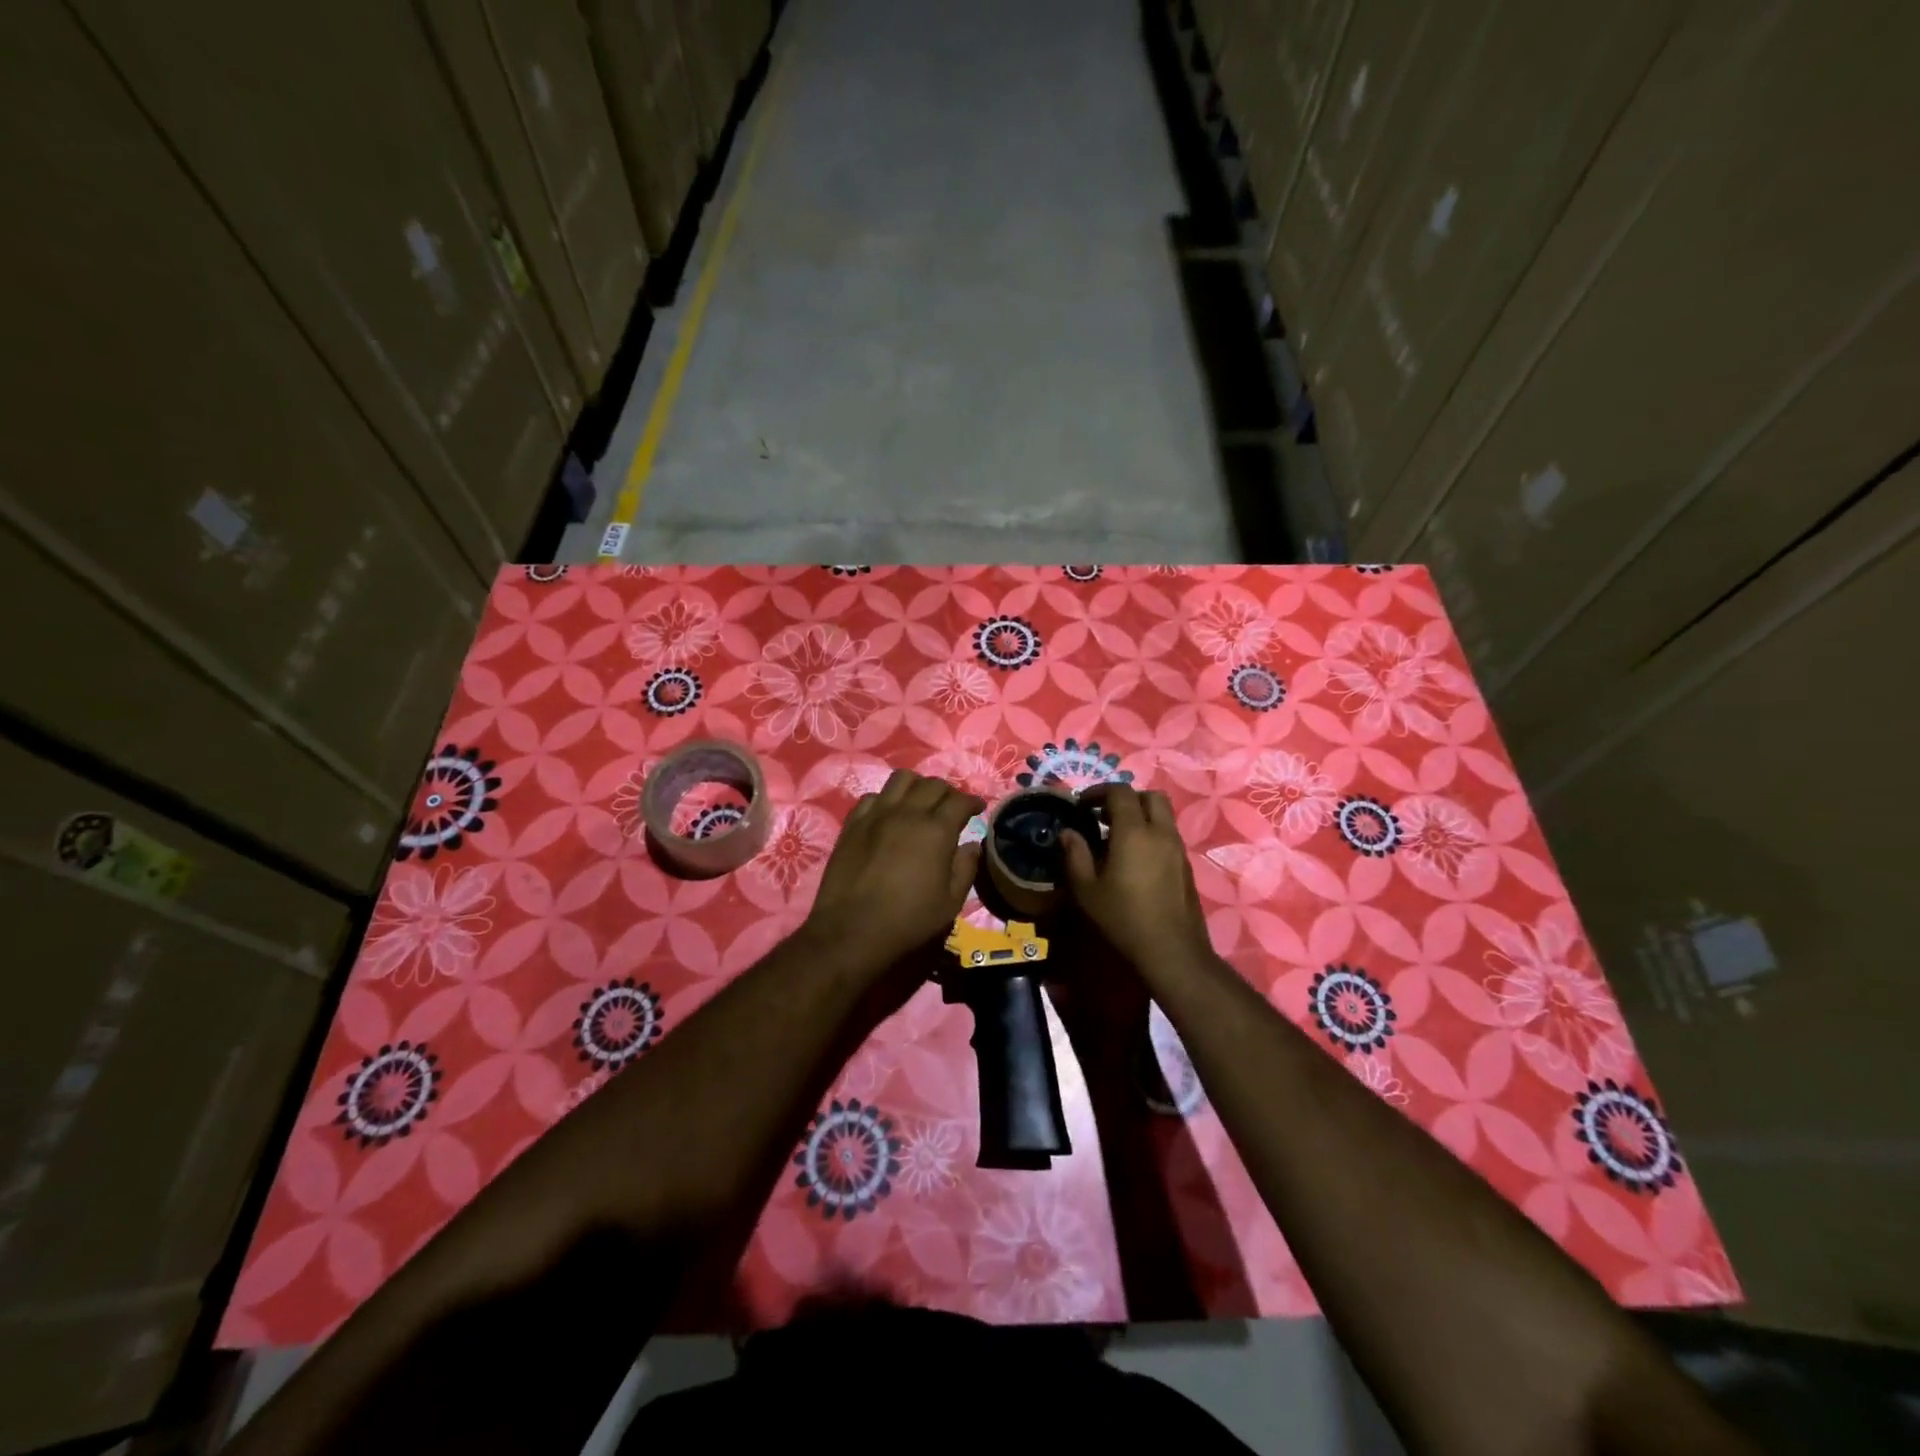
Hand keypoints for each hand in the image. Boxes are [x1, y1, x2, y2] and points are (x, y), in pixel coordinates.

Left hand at [804, 770, 983, 971]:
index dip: (973, 802)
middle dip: (948, 792)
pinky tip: (889, 814)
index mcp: (936, 831)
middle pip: (933, 784)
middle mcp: (908, 813)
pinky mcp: (853, 823)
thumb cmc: (908, 920)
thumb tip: (972, 845)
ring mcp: (877, 814)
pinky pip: (872, 796)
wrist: (852, 930)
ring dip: (917, 785)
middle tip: (951, 807)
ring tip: (920, 801)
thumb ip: (965, 868)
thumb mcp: (951, 902)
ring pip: (901, 779)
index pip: (960, 801)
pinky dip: (887, 799)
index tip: (978, 808)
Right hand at [1061, 785, 1210, 973]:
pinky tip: (1135, 860)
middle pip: (1150, 796)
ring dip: (1140, 816)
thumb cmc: (1123, 918)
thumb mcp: (1087, 890)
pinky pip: (1168, 835)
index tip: (1081, 805)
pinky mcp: (1186, 865)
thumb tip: (1067, 833)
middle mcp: (1161, 833)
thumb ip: (1075, 855)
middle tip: (1103, 816)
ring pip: (1163, 816)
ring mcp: (1178, 849)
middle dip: (1126, 798)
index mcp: (1134, 832)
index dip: (1098, 791)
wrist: (1172, 951)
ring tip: (1116, 838)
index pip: (1120, 791)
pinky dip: (1151, 834)